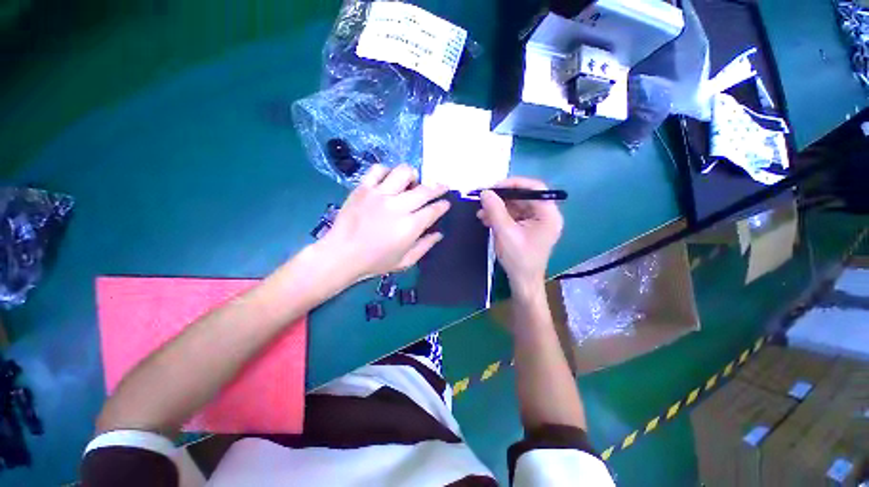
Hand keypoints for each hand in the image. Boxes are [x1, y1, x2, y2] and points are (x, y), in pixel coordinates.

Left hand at [318, 164, 449, 281]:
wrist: (341, 255)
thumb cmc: (375, 262)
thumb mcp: (405, 261)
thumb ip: (425, 246)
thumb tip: (439, 233)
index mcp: (409, 226)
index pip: (433, 210)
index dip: (443, 205)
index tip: (446, 203)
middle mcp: (397, 206)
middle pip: (425, 190)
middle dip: (438, 187)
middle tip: (442, 187)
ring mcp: (379, 194)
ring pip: (404, 172)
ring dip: (413, 176)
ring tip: (412, 183)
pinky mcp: (363, 188)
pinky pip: (378, 169)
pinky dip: (387, 171)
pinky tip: (389, 180)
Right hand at [477, 177, 562, 295]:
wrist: (522, 281)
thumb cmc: (519, 259)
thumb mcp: (505, 233)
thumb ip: (495, 210)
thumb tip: (485, 192)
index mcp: (548, 214)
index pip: (535, 188)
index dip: (514, 183)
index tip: (493, 187)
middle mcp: (545, 215)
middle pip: (523, 196)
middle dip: (501, 198)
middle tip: (483, 199)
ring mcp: (536, 221)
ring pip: (515, 206)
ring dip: (497, 208)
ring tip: (480, 213)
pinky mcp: (527, 227)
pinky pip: (513, 215)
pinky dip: (499, 216)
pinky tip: (486, 219)